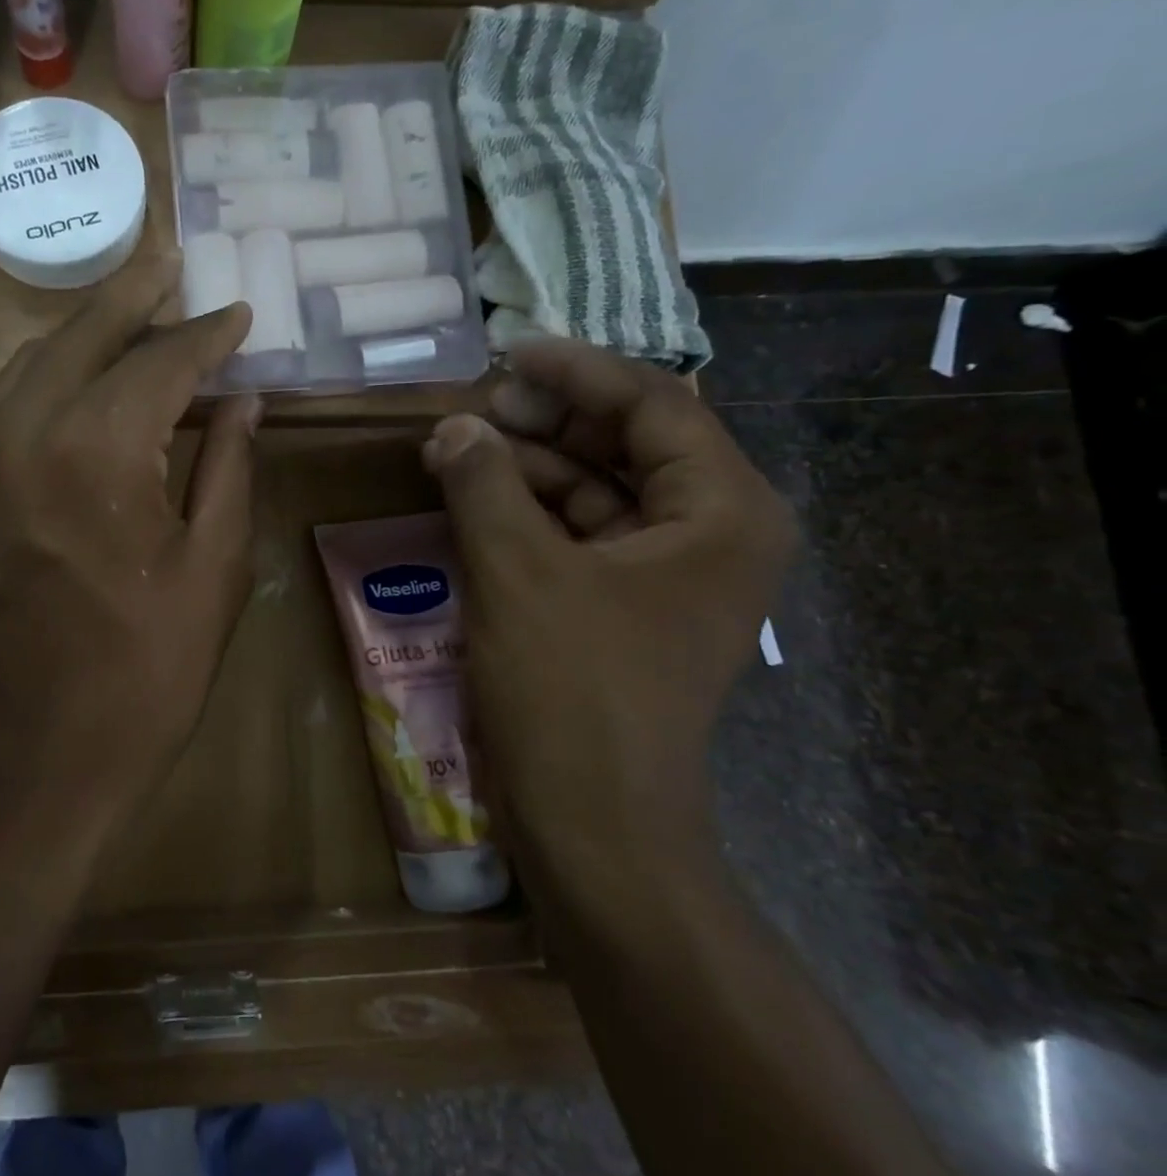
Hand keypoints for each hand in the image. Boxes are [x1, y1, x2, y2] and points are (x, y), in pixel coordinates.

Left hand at [0, 273, 259, 805]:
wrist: (50, 745)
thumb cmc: (152, 666)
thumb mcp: (215, 564)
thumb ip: (229, 467)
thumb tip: (244, 402)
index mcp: (98, 451)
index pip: (159, 363)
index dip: (205, 337)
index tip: (239, 315)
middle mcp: (27, 434)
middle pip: (82, 336)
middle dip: (133, 296)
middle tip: (173, 262)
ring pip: (34, 360)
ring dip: (86, 328)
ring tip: (135, 305)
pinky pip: (9, 402)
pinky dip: (50, 371)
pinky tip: (84, 370)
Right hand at [422, 339, 794, 896]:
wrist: (593, 822)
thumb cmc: (571, 690)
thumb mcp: (518, 572)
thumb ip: (483, 484)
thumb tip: (454, 426)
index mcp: (721, 512)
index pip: (653, 404)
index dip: (576, 372)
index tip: (507, 352)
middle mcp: (710, 534)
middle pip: (628, 443)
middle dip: (548, 420)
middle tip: (474, 405)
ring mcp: (668, 575)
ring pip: (598, 491)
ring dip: (530, 467)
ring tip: (458, 449)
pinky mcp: (625, 608)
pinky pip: (579, 537)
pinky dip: (529, 515)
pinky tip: (474, 502)